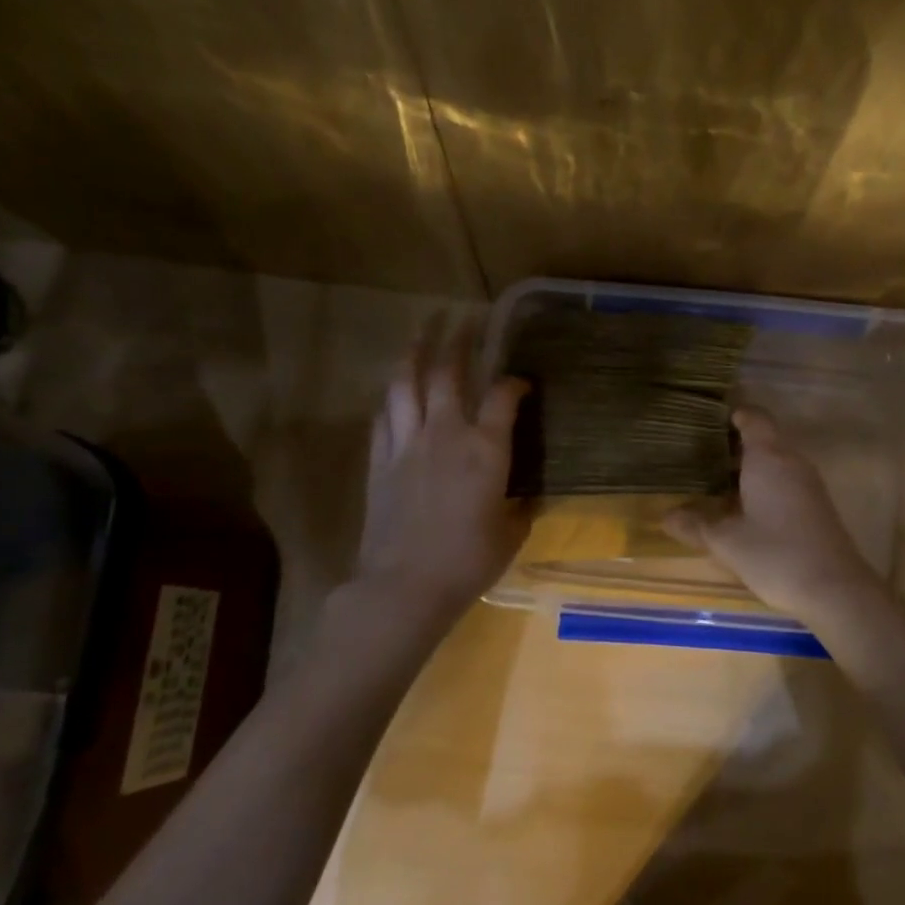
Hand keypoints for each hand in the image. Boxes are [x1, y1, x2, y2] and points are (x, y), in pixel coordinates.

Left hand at [352, 322, 528, 626]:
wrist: (405, 585)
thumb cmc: (468, 562)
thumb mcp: (511, 534)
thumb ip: (521, 506)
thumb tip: (525, 496)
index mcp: (486, 449)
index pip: (503, 396)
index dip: (514, 382)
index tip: (520, 382)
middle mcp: (446, 433)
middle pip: (448, 372)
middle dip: (457, 340)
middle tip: (462, 319)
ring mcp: (407, 443)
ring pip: (406, 384)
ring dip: (414, 353)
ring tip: (420, 332)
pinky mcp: (379, 461)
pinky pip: (384, 416)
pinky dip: (392, 397)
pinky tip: (394, 391)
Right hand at [663, 407, 882, 617]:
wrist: (835, 589)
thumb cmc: (775, 555)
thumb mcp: (726, 542)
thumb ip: (695, 525)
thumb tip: (666, 516)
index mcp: (768, 458)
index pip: (754, 418)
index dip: (734, 414)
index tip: (707, 420)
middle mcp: (791, 462)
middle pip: (764, 438)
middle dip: (733, 444)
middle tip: (699, 453)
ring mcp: (808, 484)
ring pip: (775, 461)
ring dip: (748, 467)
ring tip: (714, 480)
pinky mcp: (816, 506)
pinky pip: (785, 480)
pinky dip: (763, 484)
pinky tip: (743, 508)